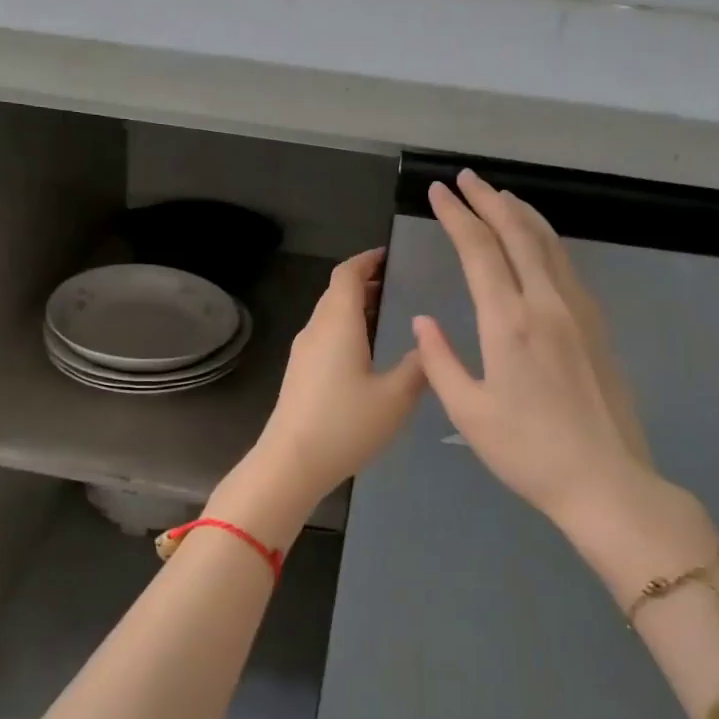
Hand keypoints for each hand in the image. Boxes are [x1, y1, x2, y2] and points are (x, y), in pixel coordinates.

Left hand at [219, 249, 425, 543]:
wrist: (291, 463)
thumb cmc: (345, 424)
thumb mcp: (396, 397)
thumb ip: (417, 366)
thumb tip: (427, 341)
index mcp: (338, 323)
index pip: (348, 273)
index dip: (367, 259)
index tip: (390, 255)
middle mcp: (316, 329)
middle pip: (337, 291)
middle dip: (365, 281)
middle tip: (397, 283)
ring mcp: (303, 351)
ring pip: (329, 314)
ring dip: (354, 306)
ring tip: (387, 312)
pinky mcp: (299, 372)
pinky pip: (324, 335)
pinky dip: (346, 328)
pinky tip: (366, 350)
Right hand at [413, 171, 718, 599]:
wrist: (606, 481)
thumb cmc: (528, 452)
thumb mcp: (469, 413)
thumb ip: (440, 361)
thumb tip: (424, 321)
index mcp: (509, 323)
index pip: (479, 251)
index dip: (457, 216)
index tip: (440, 192)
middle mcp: (546, 304)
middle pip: (517, 234)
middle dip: (489, 200)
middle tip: (466, 178)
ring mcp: (578, 311)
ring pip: (548, 244)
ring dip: (521, 213)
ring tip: (500, 195)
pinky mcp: (597, 325)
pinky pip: (566, 265)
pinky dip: (545, 240)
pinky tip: (537, 241)